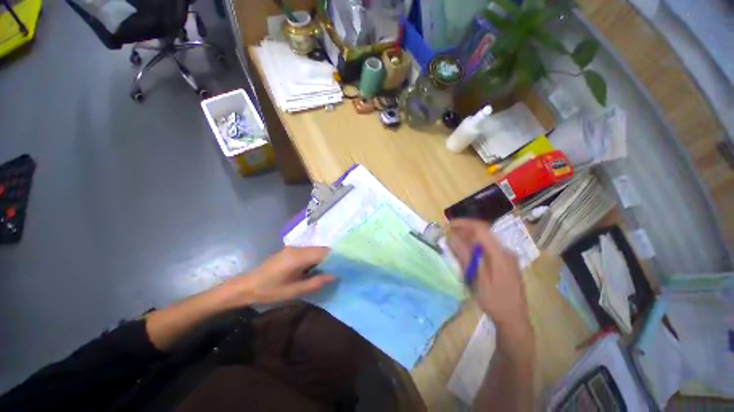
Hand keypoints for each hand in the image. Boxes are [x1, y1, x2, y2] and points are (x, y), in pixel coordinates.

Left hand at [222, 247, 335, 306]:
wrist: (246, 286)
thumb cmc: (269, 291)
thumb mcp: (293, 291)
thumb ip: (315, 283)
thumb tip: (334, 276)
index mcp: (298, 257)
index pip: (323, 252)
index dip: (336, 257)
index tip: (346, 265)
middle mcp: (297, 248)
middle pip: (320, 249)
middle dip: (331, 258)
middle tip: (340, 269)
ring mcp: (293, 248)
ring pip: (315, 250)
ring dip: (323, 258)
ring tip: (331, 270)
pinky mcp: (290, 251)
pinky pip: (308, 252)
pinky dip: (315, 258)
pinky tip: (316, 268)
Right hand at [448, 219, 531, 336]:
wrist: (514, 319)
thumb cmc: (494, 301)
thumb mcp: (477, 279)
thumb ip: (465, 256)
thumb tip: (452, 237)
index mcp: (500, 254)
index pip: (481, 229)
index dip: (464, 223)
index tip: (449, 225)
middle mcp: (506, 251)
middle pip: (484, 232)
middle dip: (465, 230)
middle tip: (449, 235)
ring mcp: (507, 256)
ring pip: (485, 239)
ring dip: (469, 237)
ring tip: (455, 242)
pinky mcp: (506, 261)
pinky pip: (489, 247)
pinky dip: (476, 245)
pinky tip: (467, 252)